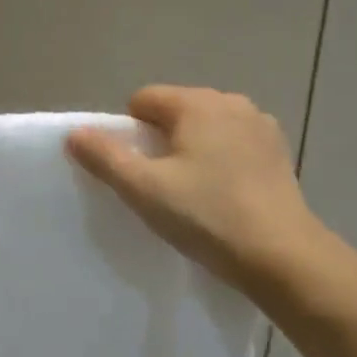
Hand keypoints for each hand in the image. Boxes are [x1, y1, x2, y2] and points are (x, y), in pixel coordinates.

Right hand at [67, 86, 330, 301]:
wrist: (282, 256)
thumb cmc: (207, 216)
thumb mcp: (144, 189)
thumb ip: (105, 156)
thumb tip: (74, 133)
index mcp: (197, 103)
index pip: (143, 100)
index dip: (129, 133)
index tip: (136, 172)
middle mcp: (231, 102)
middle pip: (176, 111)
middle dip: (161, 141)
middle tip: (161, 186)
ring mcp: (260, 125)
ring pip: (205, 128)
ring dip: (192, 150)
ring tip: (193, 193)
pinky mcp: (277, 152)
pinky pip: (233, 144)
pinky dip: (221, 160)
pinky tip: (223, 195)